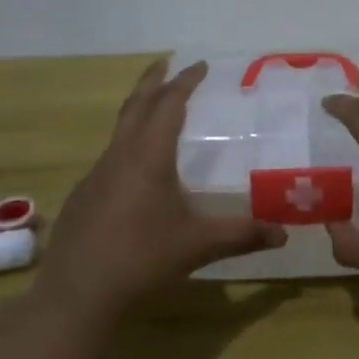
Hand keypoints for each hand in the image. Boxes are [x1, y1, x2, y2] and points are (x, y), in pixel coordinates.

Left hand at [31, 59, 286, 320]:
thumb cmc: (141, 260)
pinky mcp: (83, 196)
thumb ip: (242, 235)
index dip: (185, 82)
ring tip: (156, 108)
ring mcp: (96, 175)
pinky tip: (136, 167)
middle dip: (153, 80)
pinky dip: (127, 142)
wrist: (76, 296)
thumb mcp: (198, 245)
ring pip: (119, 129)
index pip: (169, 104)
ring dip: (138, 109)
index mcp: (148, 156)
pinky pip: (110, 155)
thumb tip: (283, 233)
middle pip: (136, 104)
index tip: (200, 65)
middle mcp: (119, 156)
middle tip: (168, 62)